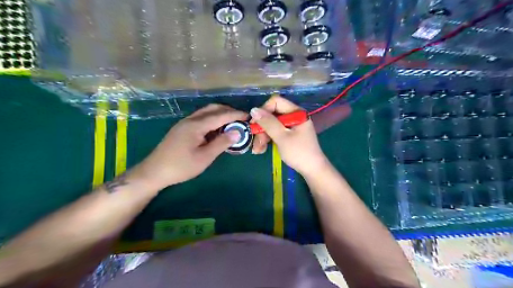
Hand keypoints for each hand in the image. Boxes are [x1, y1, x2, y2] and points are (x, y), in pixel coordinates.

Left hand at [130, 104, 245, 189]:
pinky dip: (212, 120)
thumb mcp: (204, 157)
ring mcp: (184, 123)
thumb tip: (237, 132)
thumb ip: (221, 143)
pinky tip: (216, 130)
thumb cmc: (181, 166)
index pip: (220, 115)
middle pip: (212, 108)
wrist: (154, 171)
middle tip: (241, 119)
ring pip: (206, 112)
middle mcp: (190, 119)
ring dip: (220, 114)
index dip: (236, 115)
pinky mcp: (182, 128)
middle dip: (228, 111)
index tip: (248, 116)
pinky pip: (200, 118)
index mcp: (196, 125)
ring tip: (231, 123)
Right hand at [251, 96, 327, 175]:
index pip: (276, 102)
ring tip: (257, 150)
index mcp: (296, 112)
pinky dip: (268, 139)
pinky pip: (275, 132)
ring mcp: (292, 126)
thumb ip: (268, 123)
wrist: (312, 170)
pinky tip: (262, 149)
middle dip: (262, 128)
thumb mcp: (282, 137)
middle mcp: (294, 116)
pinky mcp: (289, 134)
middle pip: (272, 115)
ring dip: (263, 136)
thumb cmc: (299, 153)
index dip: (263, 111)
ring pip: (271, 125)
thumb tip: (253, 109)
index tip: (254, 124)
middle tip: (256, 142)